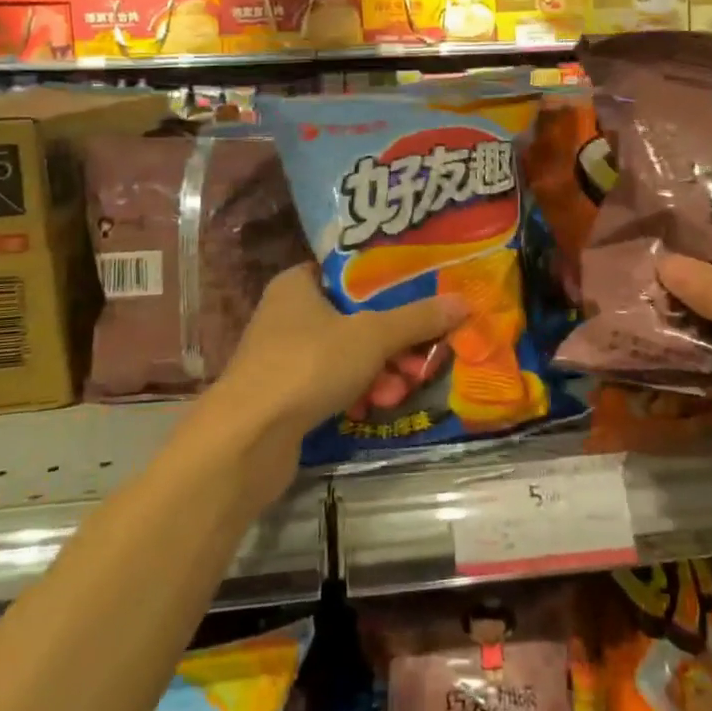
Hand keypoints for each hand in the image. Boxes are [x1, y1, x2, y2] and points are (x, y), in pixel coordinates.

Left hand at [206, 264, 466, 468]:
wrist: (247, 439)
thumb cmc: (308, 365)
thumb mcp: (372, 335)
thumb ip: (417, 318)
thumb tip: (464, 300)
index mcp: (297, 284)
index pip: (348, 271)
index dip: (386, 281)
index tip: (421, 293)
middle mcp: (286, 313)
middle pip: (353, 316)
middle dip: (391, 339)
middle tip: (422, 354)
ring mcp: (282, 356)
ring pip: (345, 353)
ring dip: (378, 370)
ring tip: (404, 387)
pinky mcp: (283, 395)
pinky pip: (330, 383)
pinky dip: (354, 392)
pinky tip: (376, 406)